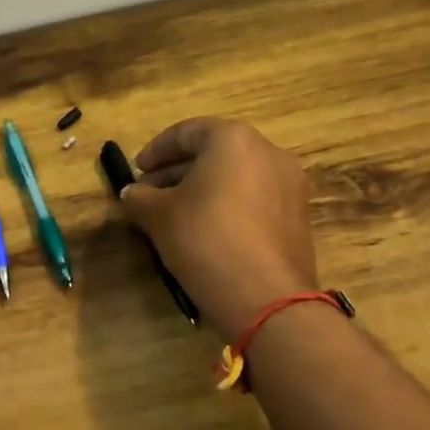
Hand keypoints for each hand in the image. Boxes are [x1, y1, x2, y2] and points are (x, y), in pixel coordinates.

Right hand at [119, 118, 318, 334]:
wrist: (267, 298)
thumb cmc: (206, 240)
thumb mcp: (159, 216)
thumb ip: (139, 197)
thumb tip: (132, 192)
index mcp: (234, 140)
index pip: (187, 132)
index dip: (156, 150)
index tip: (137, 170)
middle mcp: (268, 152)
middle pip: (214, 152)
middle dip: (177, 171)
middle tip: (149, 193)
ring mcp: (289, 185)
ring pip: (235, 176)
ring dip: (202, 189)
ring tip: (173, 214)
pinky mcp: (297, 216)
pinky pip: (254, 198)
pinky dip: (227, 205)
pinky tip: (206, 231)